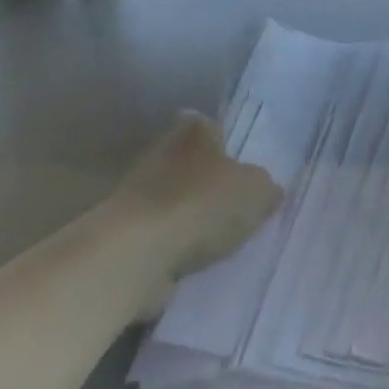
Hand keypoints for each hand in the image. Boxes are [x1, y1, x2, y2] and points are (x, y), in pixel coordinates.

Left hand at [106, 111, 281, 283]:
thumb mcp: (257, 192)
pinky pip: (157, 237)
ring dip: (189, 218)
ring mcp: (135, 196)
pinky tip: (193, 263)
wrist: (135, 255)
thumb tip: (267, 192)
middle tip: (235, 204)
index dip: (225, 142)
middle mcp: (160, 154)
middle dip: (208, 183)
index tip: (239, 164)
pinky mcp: (121, 235)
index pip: (209, 126)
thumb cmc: (202, 205)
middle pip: (190, 164)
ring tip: (218, 241)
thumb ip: (266, 188)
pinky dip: (171, 248)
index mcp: (193, 131)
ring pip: (172, 201)